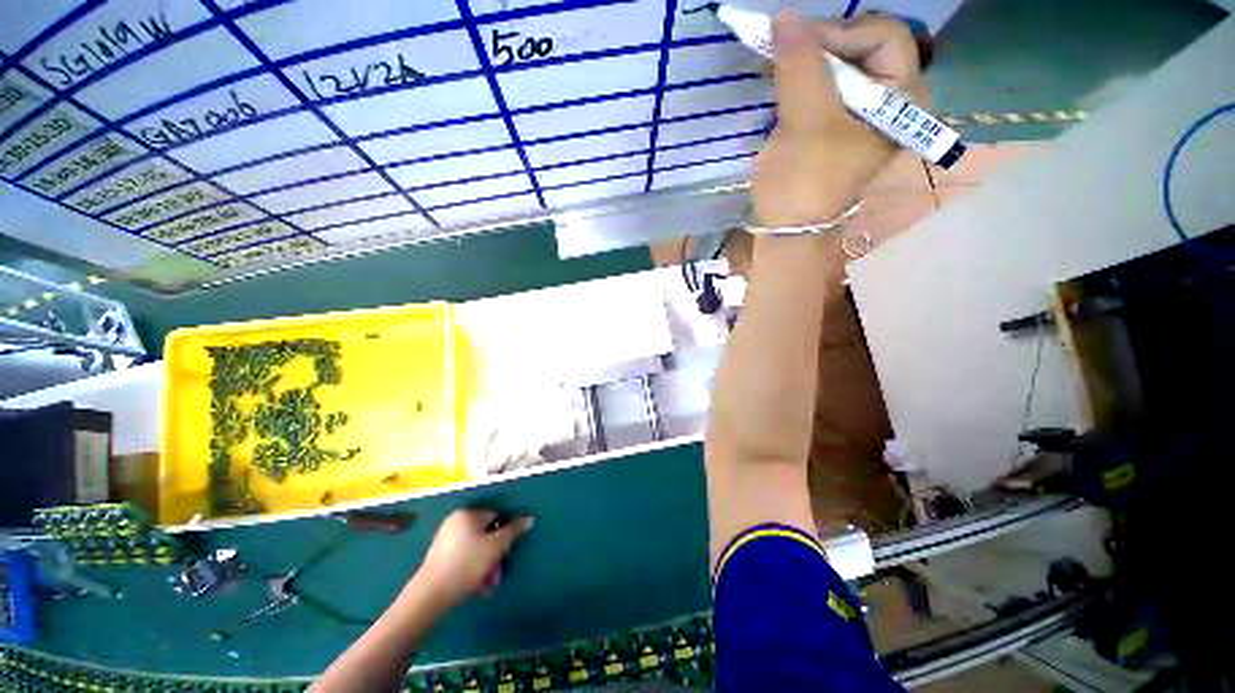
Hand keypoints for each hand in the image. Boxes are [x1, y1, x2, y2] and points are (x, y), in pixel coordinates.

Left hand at [412, 509, 533, 607]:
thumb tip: (529, 518)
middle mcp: (456, 521)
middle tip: (497, 574)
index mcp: (468, 514)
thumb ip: (514, 530)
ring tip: (488, 585)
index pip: (496, 517)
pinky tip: (477, 586)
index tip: (506, 554)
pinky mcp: (440, 556)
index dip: (505, 535)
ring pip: (477, 548)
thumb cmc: (466, 565)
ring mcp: (446, 538)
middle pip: (486, 534)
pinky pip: (464, 556)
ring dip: (487, 565)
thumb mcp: (496, 547)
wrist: (429, 596)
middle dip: (495, 555)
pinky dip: (473, 568)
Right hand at [753, 11, 925, 226]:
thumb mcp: (805, 121)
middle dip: (825, 44)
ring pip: (843, 65)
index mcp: (902, 101)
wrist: (786, 230)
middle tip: (787, 52)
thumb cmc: (803, 182)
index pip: (885, 37)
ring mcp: (862, 115)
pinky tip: (784, 84)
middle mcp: (890, 101)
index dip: (842, 32)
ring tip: (781, 66)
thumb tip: (785, 15)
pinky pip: (827, 87)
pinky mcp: (836, 126)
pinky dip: (804, 79)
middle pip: (866, 47)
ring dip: (810, 60)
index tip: (799, 44)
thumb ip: (800, 64)